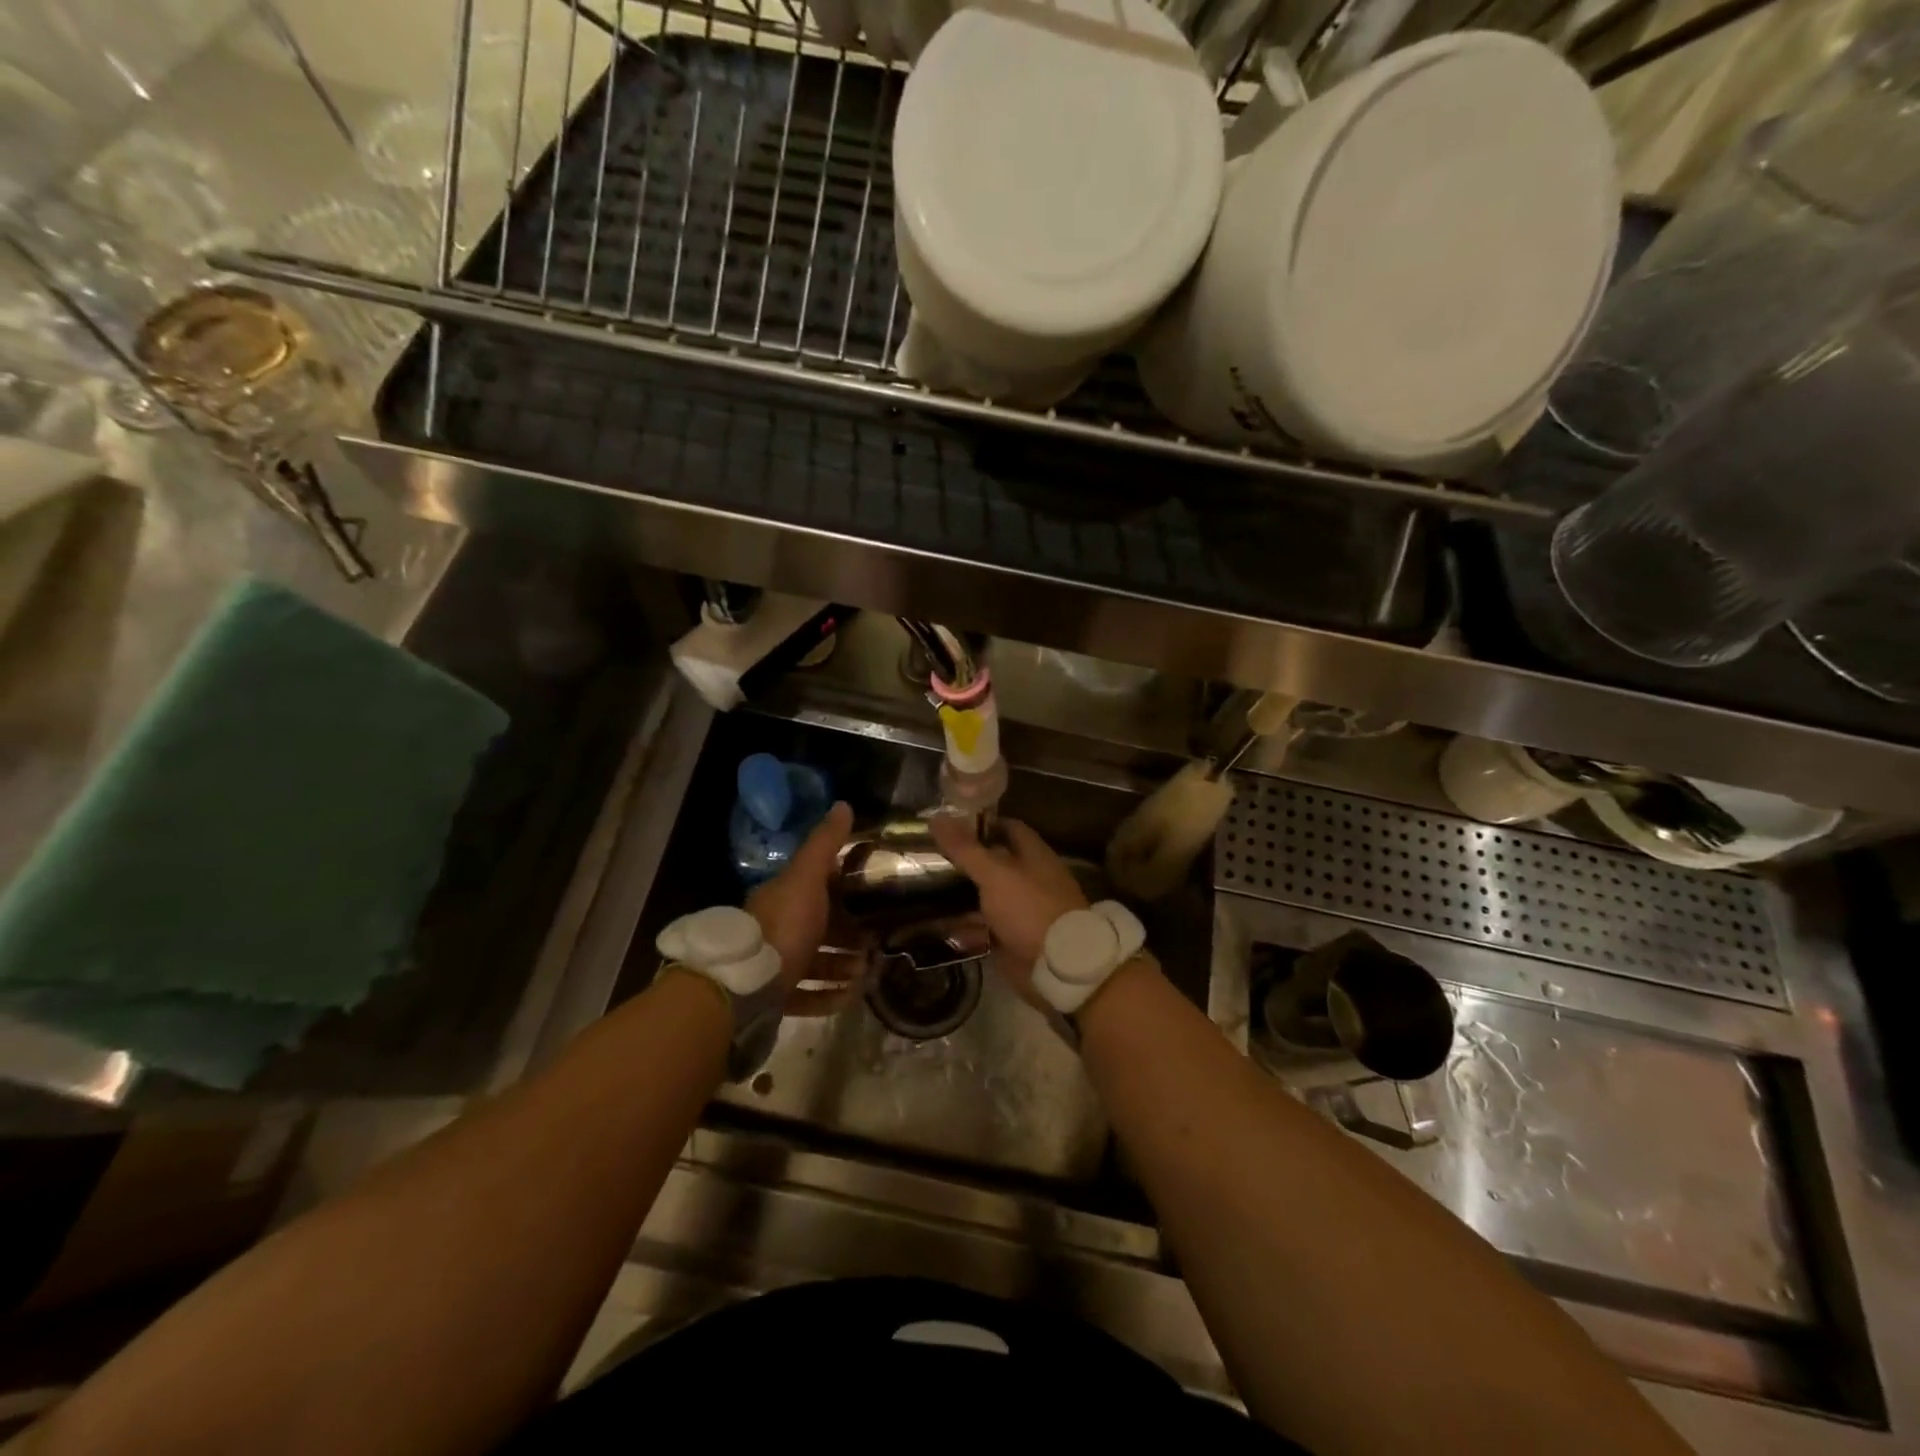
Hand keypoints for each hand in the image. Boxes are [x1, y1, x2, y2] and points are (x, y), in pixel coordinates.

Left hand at [747, 801, 862, 1014]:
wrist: (743, 986)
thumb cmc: (782, 926)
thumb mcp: (806, 877)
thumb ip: (825, 844)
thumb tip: (843, 804)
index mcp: (781, 898)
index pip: (815, 887)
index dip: (842, 889)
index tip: (872, 896)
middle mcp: (775, 930)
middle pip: (817, 929)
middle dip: (848, 935)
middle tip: (877, 942)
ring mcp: (773, 966)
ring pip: (814, 964)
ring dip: (842, 967)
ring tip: (868, 972)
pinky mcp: (773, 998)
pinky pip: (805, 997)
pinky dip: (828, 997)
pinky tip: (850, 997)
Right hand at [928, 815, 1087, 1002]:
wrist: (1058, 966)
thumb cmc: (1029, 908)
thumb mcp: (994, 873)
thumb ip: (965, 848)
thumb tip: (936, 816)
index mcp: (1033, 854)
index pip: (1007, 828)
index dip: (981, 824)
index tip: (949, 825)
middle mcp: (1029, 878)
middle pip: (993, 863)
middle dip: (964, 861)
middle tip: (928, 858)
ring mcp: (1021, 909)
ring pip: (986, 896)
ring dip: (960, 895)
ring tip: (924, 890)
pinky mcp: (1012, 937)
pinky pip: (984, 927)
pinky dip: (964, 926)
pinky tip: (936, 924)